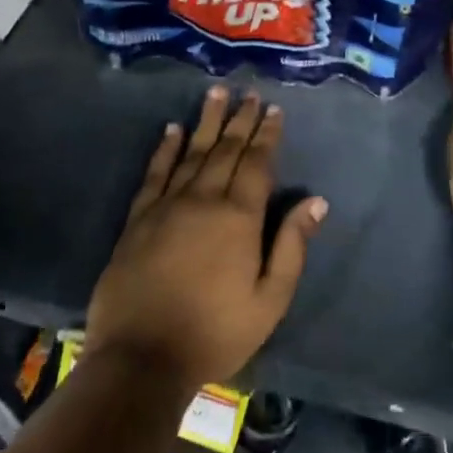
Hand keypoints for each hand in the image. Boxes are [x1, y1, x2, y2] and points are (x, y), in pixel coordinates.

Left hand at [86, 87, 324, 387]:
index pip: (257, 164)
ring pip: (190, 153)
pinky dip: (163, 149)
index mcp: (239, 217)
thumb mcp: (270, 299)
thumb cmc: (216, 332)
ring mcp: (166, 207)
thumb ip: (292, 245)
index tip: (273, 110)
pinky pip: (154, 174)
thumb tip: (316, 200)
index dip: (267, 135)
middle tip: (248, 93)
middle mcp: (203, 200)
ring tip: (216, 94)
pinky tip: (170, 130)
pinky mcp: (137, 221)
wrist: (142, 359)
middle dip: (239, 120)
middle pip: (225, 150)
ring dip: (205, 122)